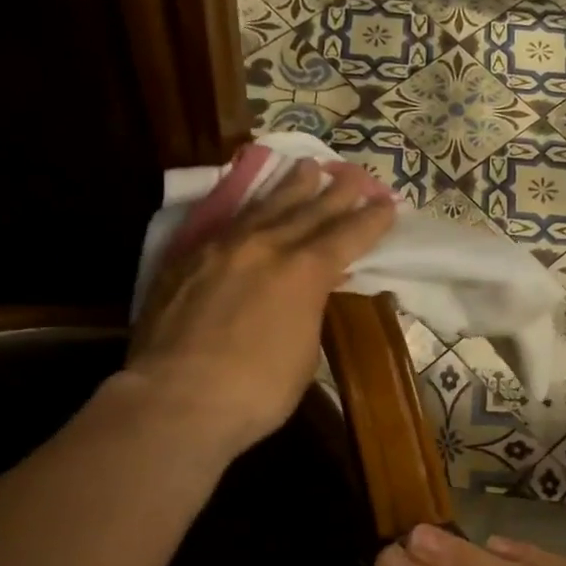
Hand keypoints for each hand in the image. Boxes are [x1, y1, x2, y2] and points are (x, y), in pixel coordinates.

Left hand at [126, 159, 395, 458]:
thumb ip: (309, 312)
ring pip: (265, 206)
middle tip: (355, 173)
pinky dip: (248, 207)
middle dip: (338, 191)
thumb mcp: (305, 354)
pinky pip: (227, 221)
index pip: (348, 236)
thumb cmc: (256, 391)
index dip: (372, 220)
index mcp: (305, 272)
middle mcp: (267, 246)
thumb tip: (308, 295)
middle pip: (310, 210)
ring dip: (291, 186)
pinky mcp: (188, 257)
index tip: (388, 203)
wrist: (177, 398)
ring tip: (308, 166)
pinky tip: (252, 202)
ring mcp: (224, 247)